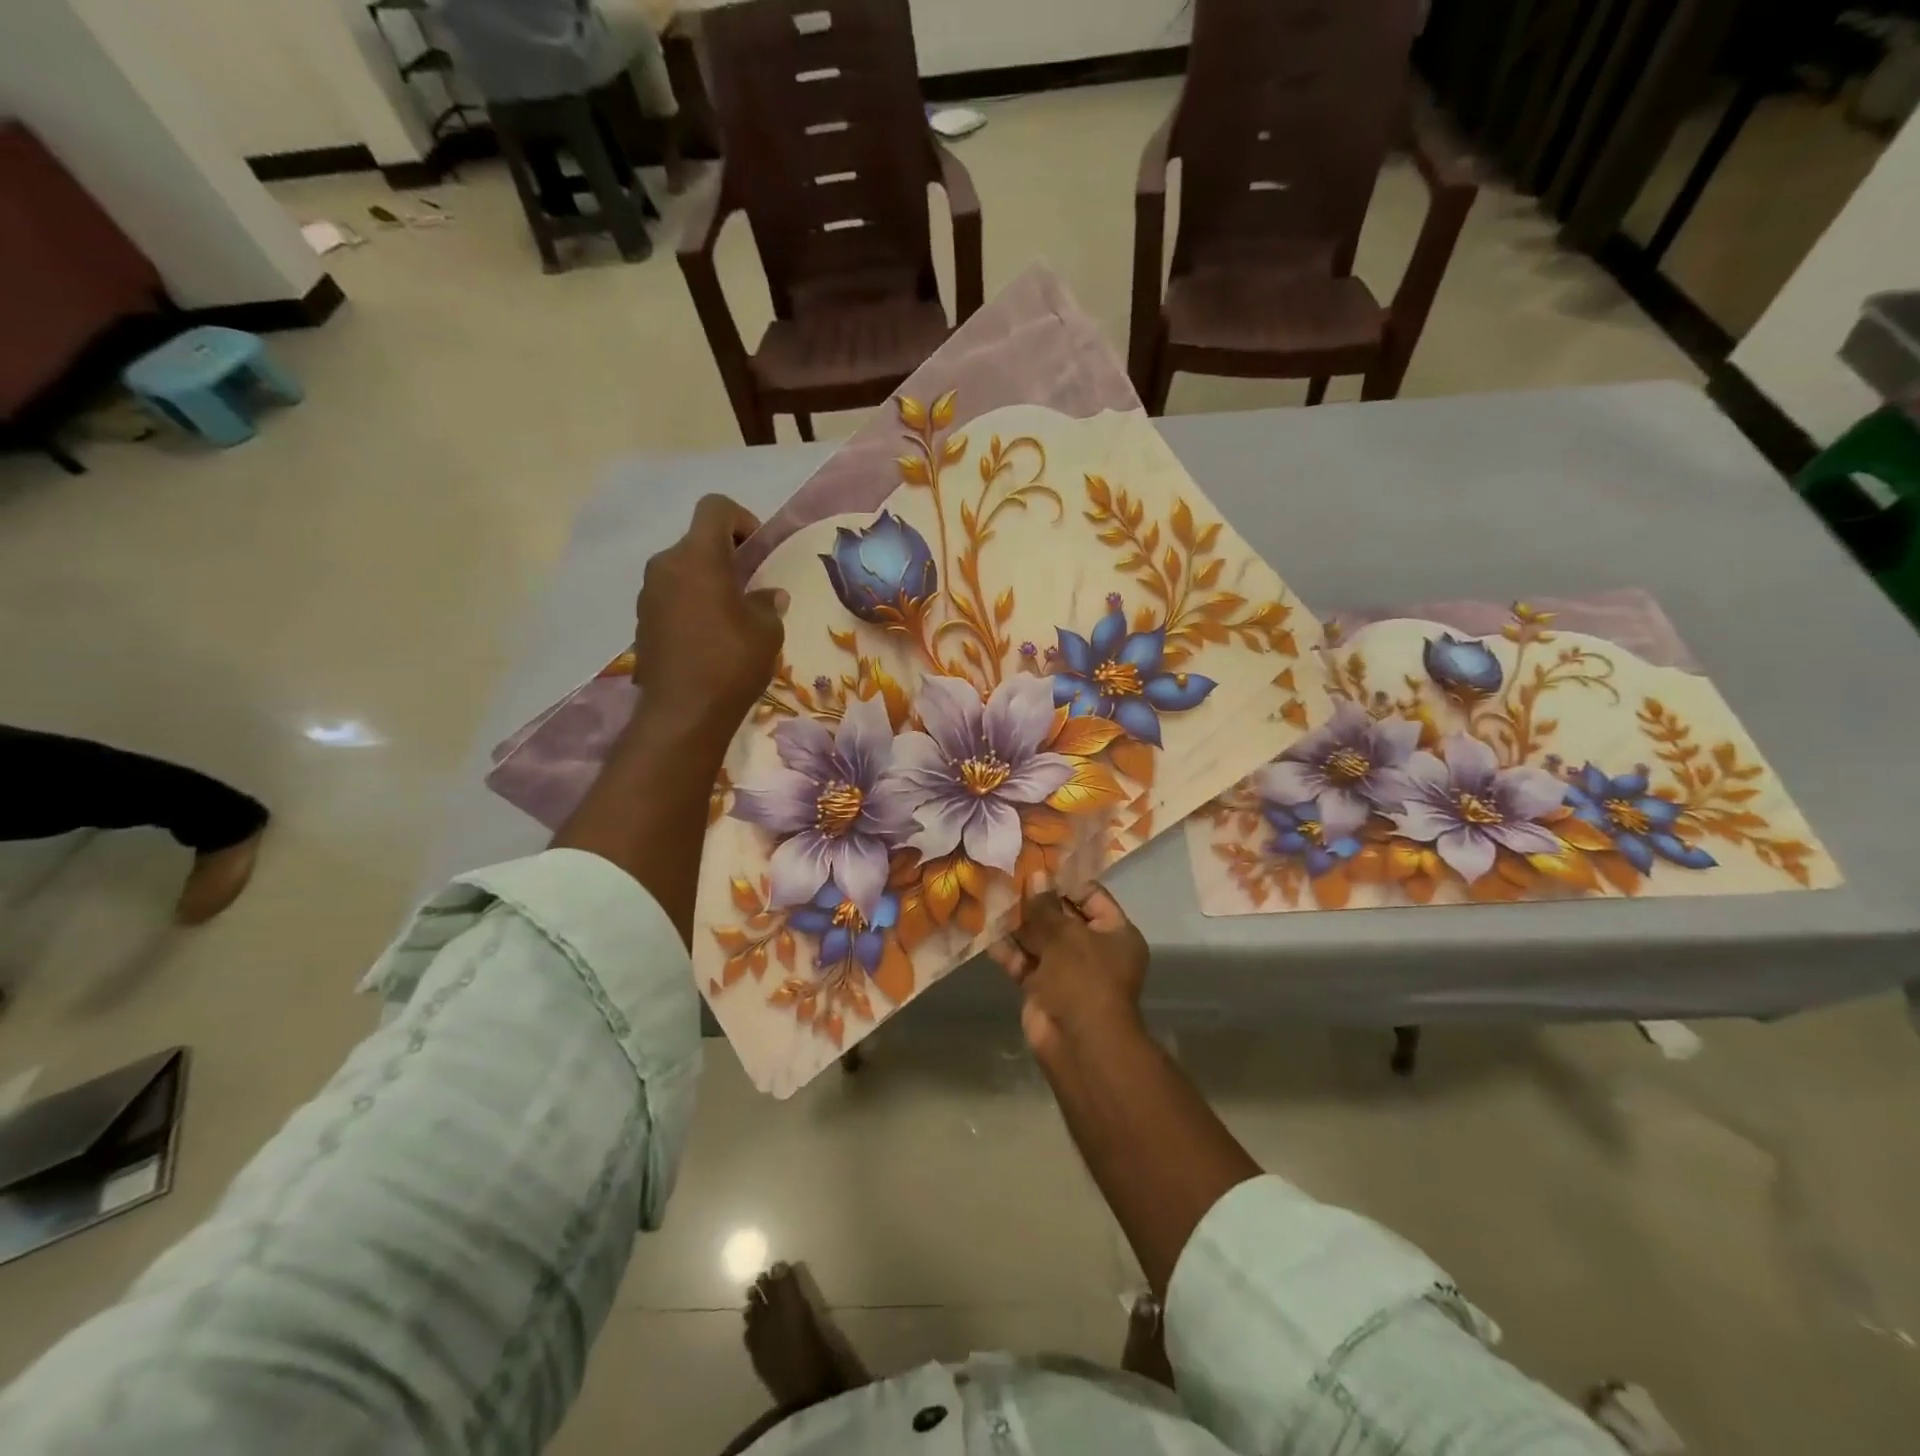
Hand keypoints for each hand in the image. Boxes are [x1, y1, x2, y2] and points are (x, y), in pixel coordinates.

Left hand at [631, 494, 784, 748]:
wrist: (682, 713)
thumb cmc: (731, 663)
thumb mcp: (767, 631)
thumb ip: (768, 603)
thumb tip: (768, 596)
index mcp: (698, 557)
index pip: (715, 508)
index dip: (741, 519)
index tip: (757, 550)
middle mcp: (666, 565)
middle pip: (697, 541)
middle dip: (725, 556)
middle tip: (750, 586)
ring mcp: (648, 594)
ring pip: (683, 570)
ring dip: (707, 581)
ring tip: (731, 615)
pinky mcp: (642, 621)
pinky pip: (671, 596)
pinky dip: (691, 603)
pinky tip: (709, 637)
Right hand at [990, 885, 1148, 1060]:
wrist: (1079, 1043)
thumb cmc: (1084, 979)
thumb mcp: (1066, 935)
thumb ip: (1045, 906)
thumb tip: (1036, 876)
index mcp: (1114, 933)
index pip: (1091, 896)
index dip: (1064, 882)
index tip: (1035, 865)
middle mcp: (1093, 949)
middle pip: (1061, 917)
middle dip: (1035, 901)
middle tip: (1006, 876)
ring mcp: (1066, 970)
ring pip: (1039, 939)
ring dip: (1017, 923)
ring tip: (991, 897)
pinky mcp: (1042, 988)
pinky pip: (1024, 962)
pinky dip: (1008, 950)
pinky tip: (985, 930)